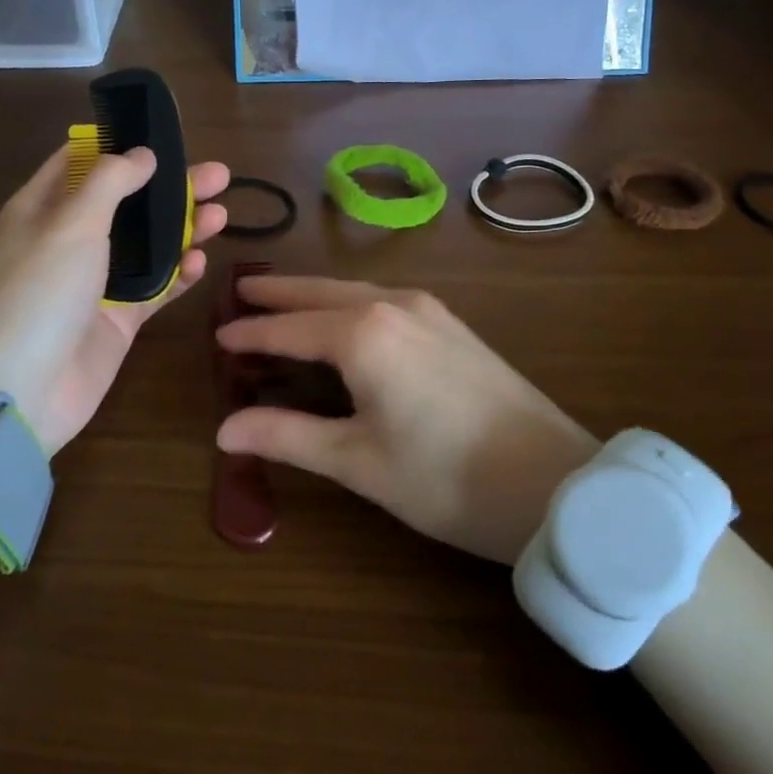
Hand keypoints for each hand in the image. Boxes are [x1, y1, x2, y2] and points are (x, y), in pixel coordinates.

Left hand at [0, 146, 229, 455]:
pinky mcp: (118, 317)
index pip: (80, 162)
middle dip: (170, 187)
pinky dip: (179, 274)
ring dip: (183, 228)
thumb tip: (143, 154)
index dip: (118, 145)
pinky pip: (156, 287)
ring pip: (148, 244)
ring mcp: (95, 281)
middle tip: (219, 175)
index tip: (161, 136)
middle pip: (126, 202)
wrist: (25, 390)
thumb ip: (111, 182)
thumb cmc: (41, 292)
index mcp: (42, 209)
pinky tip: (202, 262)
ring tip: (223, 215)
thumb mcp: (72, 223)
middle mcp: (68, 240)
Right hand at [215, 277, 598, 561]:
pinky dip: (349, 303)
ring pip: (355, 291)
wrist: (555, 482)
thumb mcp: (358, 462)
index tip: (217, 335)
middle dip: (280, 293)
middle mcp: (393, 305)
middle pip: (321, 293)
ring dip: (316, 295)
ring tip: (286, 301)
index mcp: (362, 333)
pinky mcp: (452, 325)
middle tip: (242, 291)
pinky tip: (347, 318)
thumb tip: (225, 429)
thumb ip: (288, 437)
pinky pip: (384, 299)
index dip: (251, 334)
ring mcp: (429, 311)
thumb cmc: (446, 478)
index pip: (289, 329)